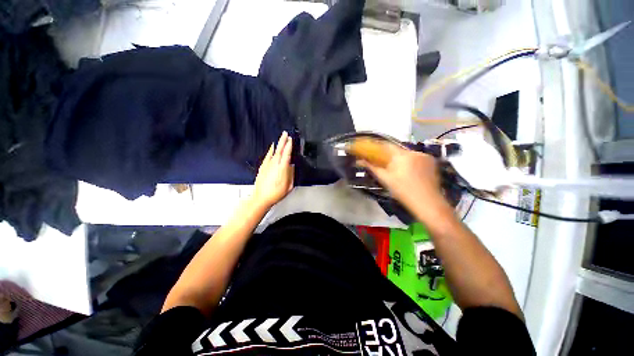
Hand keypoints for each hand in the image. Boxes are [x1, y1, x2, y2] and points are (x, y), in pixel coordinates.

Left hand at [252, 131, 293, 208]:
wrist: (261, 198)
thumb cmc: (275, 194)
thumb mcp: (289, 187)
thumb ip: (291, 175)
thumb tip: (291, 167)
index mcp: (282, 169)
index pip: (287, 154)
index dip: (289, 146)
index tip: (291, 140)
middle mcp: (274, 165)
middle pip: (280, 150)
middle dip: (283, 141)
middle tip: (286, 134)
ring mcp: (268, 165)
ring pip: (274, 152)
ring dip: (278, 144)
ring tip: (280, 138)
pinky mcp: (263, 167)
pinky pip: (267, 156)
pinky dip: (270, 151)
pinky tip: (272, 147)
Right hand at [362, 144, 443, 211]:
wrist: (427, 202)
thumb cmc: (403, 191)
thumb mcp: (385, 179)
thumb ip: (372, 168)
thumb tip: (359, 161)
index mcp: (401, 155)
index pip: (386, 145)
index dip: (377, 147)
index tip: (372, 150)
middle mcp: (413, 152)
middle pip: (397, 150)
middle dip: (390, 156)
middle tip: (386, 165)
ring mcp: (424, 156)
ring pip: (408, 154)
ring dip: (401, 159)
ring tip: (399, 171)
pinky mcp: (432, 161)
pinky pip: (417, 158)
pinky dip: (412, 162)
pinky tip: (411, 172)